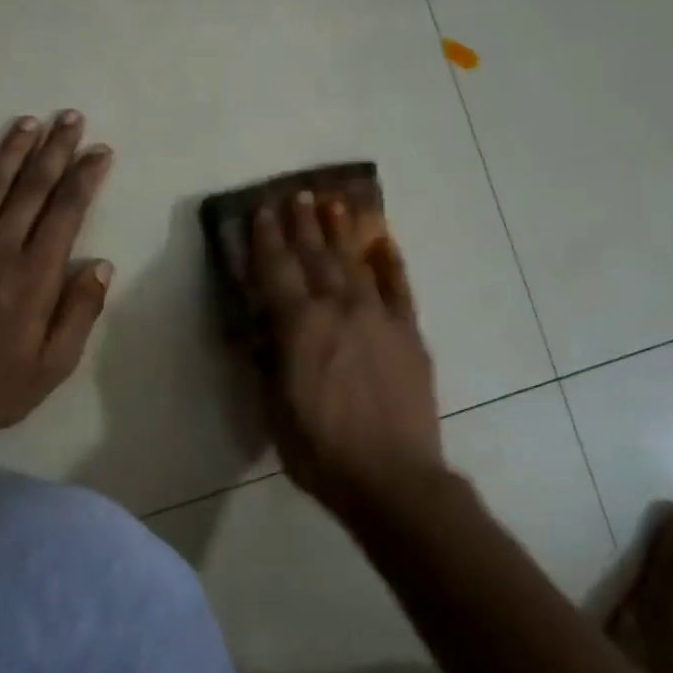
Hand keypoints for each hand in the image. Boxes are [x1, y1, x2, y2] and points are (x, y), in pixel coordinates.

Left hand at [0, 111, 115, 477]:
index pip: (66, 211)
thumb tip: (100, 265)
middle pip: (30, 187)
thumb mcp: (53, 365)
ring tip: (28, 122)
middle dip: (55, 150)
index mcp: (32, 275)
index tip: (100, 151)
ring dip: (9, 151)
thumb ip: (79, 312)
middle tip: (70, 118)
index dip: (85, 177)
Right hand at [250, 191, 447, 514]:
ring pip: (355, 263)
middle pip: (316, 256)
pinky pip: (400, 288)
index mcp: (299, 326)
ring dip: (342, 232)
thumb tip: (263, 331)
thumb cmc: (321, 450)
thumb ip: (267, 362)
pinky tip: (384, 244)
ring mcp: (379, 317)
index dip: (267, 238)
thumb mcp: (274, 409)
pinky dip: (391, 263)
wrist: (392, 477)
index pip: (277, 270)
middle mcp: (338, 309)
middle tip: (297, 194)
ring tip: (334, 203)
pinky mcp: (409, 334)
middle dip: (303, 224)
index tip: (262, 211)